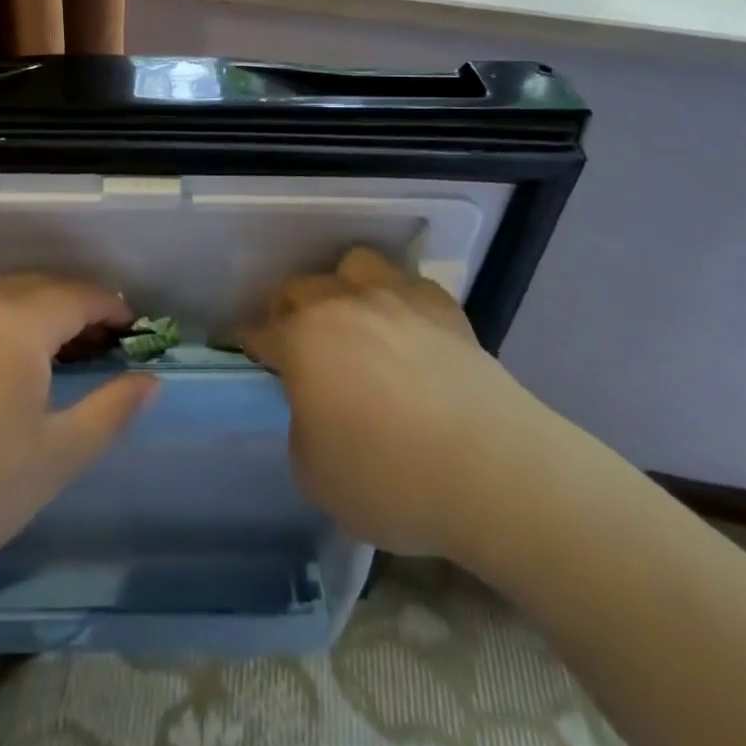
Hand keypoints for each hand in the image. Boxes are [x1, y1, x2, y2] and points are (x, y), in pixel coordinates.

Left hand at [0, 275, 158, 587]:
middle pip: (41, 286)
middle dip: (77, 305)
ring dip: (39, 309)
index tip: (132, 329)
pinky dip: (3, 319)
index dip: (110, 308)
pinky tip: (8, 358)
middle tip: (102, 341)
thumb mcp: (58, 455)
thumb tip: (150, 380)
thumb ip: (112, 409)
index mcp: (14, 324)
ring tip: (60, 347)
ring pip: (5, 293)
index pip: (76, 296)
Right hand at [240, 246, 554, 565]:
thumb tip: (318, 410)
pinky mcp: (444, 310)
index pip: (261, 332)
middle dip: (289, 311)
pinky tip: (410, 332)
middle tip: (299, 345)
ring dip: (345, 287)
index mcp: (303, 339)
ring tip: (354, 321)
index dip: (252, 344)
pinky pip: (411, 287)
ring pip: (356, 265)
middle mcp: (343, 305)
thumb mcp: (315, 476)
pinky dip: (402, 302)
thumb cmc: (392, 480)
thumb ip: (302, 430)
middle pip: (300, 288)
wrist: (494, 473)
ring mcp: (396, 300)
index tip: (251, 354)